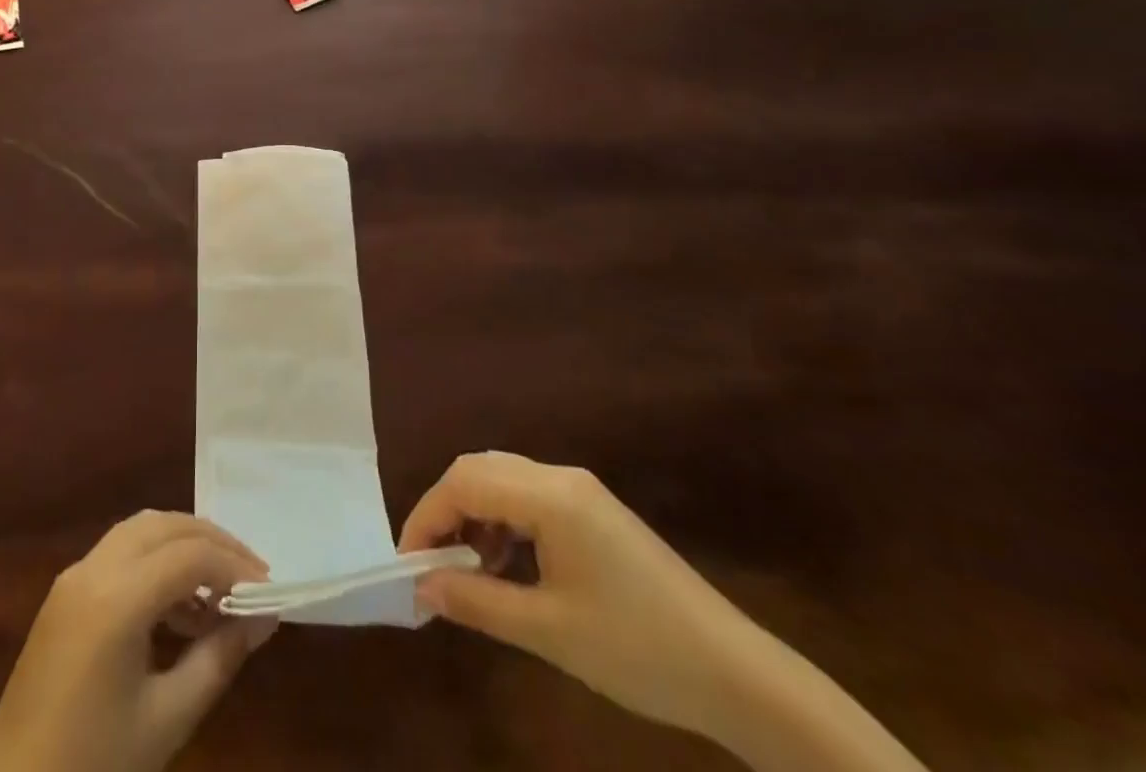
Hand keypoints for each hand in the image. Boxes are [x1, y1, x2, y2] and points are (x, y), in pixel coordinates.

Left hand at [0, 512, 276, 771]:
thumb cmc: (92, 767)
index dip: (234, 566)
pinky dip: (155, 563)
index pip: (190, 555)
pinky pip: (120, 554)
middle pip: (165, 526)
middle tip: (250, 576)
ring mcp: (73, 578)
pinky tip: (178, 609)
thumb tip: (263, 619)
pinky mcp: (64, 595)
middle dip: (212, 543)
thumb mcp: (167, 719)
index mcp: (116, 597)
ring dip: (183, 547)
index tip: (269, 591)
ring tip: (219, 594)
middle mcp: (93, 569)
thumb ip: (219, 659)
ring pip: (141, 532)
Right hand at [398, 453, 769, 743]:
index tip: (408, 562)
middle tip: (431, 562)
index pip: (464, 481)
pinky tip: (506, 566)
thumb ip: (478, 601)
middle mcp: (561, 477)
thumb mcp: (549, 631)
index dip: (427, 515)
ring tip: (467, 569)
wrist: (736, 675)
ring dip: (475, 516)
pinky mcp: (594, 512)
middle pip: (480, 470)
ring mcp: (581, 492)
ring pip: (503, 481)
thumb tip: (422, 588)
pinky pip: (530, 498)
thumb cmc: (638, 650)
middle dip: (447, 510)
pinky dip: (504, 523)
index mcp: (550, 495)